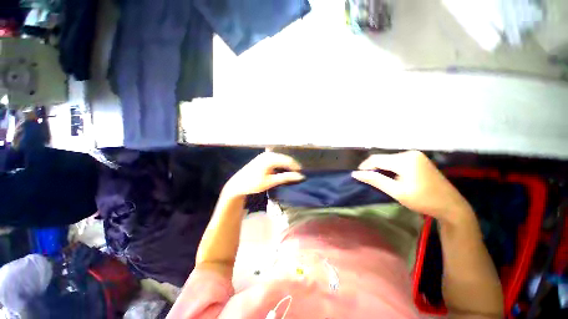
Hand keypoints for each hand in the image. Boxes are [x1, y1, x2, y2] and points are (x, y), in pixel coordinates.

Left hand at [223, 152, 303, 197]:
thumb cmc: (253, 184)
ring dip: (287, 165)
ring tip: (292, 173)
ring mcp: (265, 155)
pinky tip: (283, 170)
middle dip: (292, 166)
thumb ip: (285, 177)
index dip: (296, 167)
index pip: (288, 161)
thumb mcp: (270, 182)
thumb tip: (300, 176)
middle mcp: (268, 154)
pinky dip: (281, 164)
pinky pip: (276, 159)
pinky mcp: (263, 157)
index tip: (302, 175)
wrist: (238, 184)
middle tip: (298, 174)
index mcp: (270, 158)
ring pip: (280, 158)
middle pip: (285, 158)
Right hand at [352, 151, 472, 223]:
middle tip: (367, 179)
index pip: (377, 159)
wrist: (451, 206)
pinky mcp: (418, 159)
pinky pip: (398, 161)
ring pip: (389, 159)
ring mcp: (416, 155)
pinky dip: (390, 167)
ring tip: (377, 179)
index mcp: (405, 160)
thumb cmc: (423, 200)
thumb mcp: (396, 191)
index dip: (365, 166)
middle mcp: (410, 153)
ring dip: (381, 168)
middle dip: (373, 167)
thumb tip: (356, 174)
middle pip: (383, 158)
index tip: (357, 175)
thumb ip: (375, 180)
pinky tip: (390, 176)